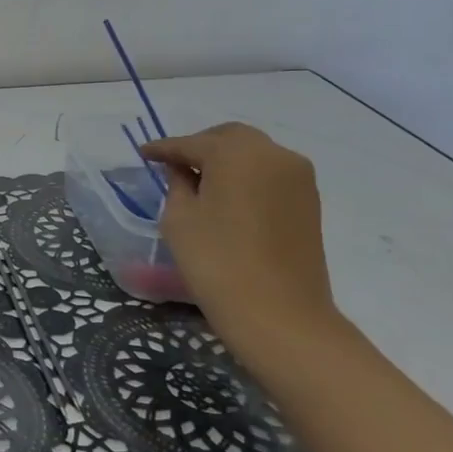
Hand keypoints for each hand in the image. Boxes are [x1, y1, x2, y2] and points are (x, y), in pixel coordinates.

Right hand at [140, 123, 338, 349]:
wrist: (279, 314)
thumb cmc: (217, 261)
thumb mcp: (179, 218)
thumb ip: (178, 184)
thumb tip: (183, 170)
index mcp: (237, 153)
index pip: (191, 143)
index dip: (163, 149)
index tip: (143, 154)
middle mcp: (274, 154)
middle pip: (230, 138)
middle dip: (199, 146)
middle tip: (174, 165)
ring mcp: (298, 177)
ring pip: (254, 154)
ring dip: (226, 160)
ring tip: (200, 181)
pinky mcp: (309, 201)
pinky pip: (270, 174)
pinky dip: (247, 176)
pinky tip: (227, 197)